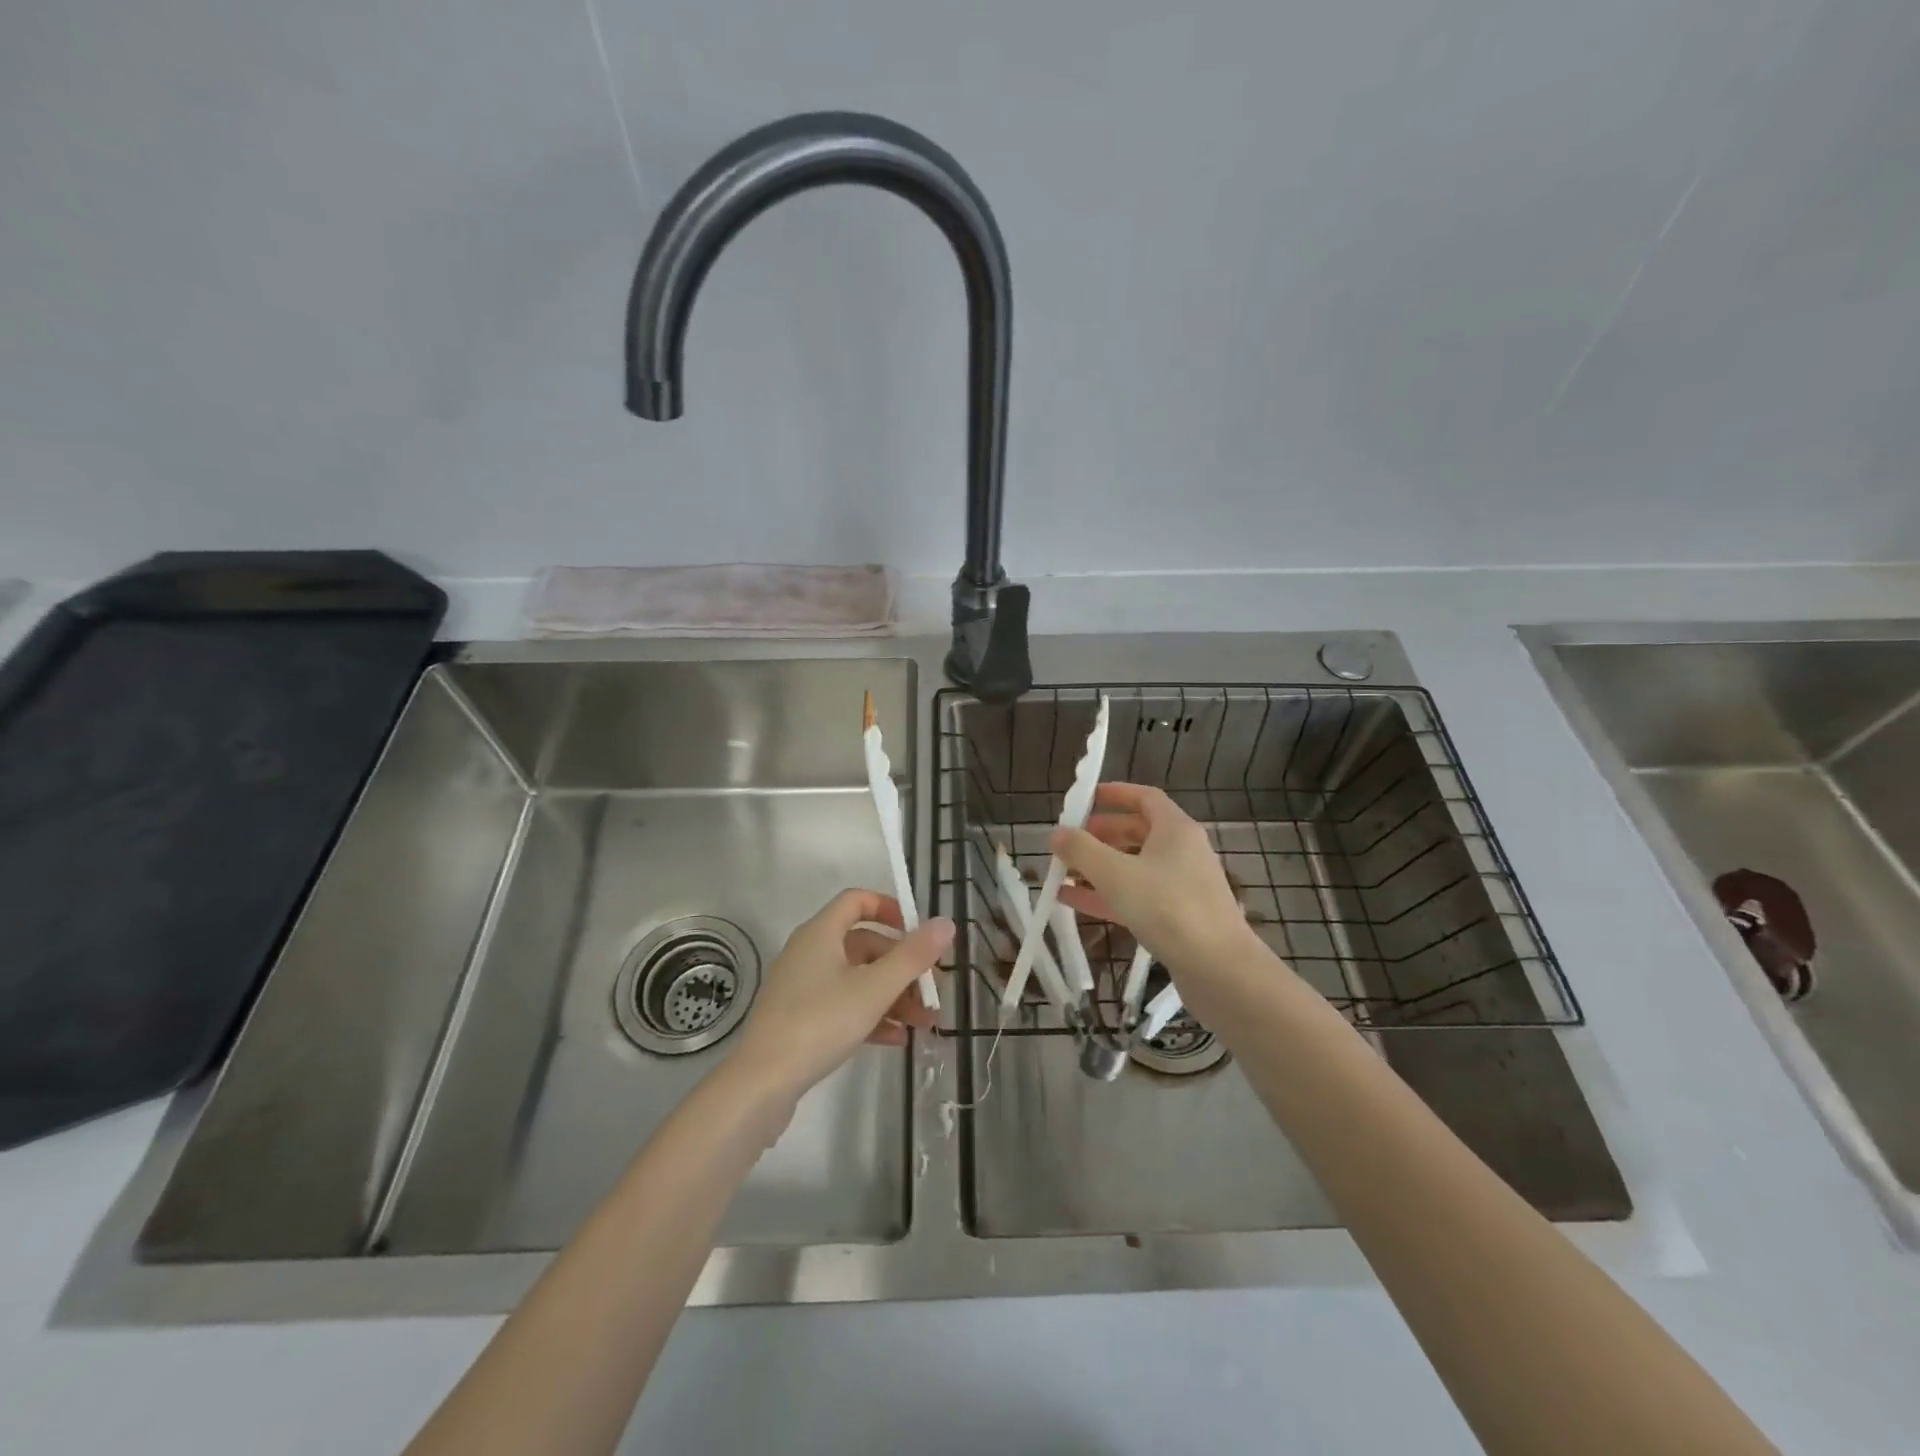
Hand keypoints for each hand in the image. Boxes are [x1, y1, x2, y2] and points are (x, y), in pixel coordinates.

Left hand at [730, 890, 951, 1102]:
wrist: (762, 1083)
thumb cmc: (820, 1023)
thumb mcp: (874, 988)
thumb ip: (913, 956)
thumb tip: (946, 923)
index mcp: (821, 933)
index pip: (857, 901)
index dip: (890, 909)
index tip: (918, 931)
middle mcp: (809, 952)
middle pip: (864, 945)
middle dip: (902, 966)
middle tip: (932, 990)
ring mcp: (803, 987)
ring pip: (857, 979)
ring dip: (893, 995)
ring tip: (924, 1022)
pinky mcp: (800, 1018)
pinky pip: (843, 1005)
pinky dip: (871, 1015)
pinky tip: (897, 1039)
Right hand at [1053, 783, 1269, 1010]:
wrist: (1219, 969)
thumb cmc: (1168, 908)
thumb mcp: (1116, 874)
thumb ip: (1081, 850)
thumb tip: (1056, 832)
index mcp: (1175, 830)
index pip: (1145, 798)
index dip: (1115, 794)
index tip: (1085, 798)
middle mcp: (1182, 852)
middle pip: (1137, 832)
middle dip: (1101, 835)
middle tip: (1069, 841)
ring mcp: (1181, 886)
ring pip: (1134, 867)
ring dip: (1099, 868)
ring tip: (1063, 873)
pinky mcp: (1177, 918)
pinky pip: (1136, 896)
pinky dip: (1107, 895)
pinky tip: (1072, 903)